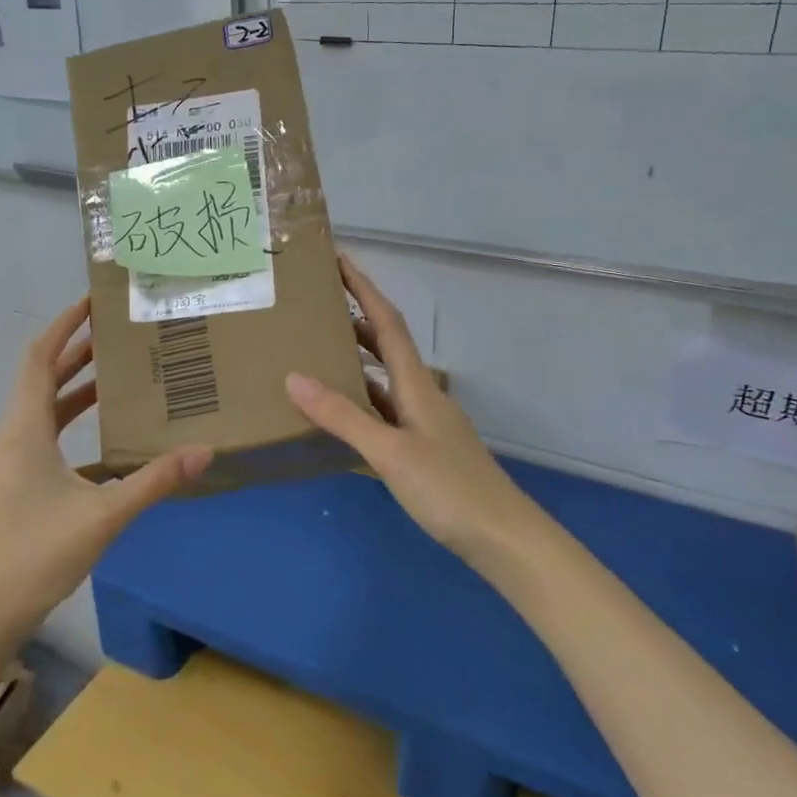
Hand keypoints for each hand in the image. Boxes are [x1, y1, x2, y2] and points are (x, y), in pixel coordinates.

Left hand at [0, 298, 212, 632]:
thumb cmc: (37, 554)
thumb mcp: (104, 515)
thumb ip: (154, 480)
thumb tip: (204, 451)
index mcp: (25, 430)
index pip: (39, 359)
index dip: (62, 326)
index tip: (91, 302)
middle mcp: (13, 435)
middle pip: (41, 377)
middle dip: (76, 351)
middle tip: (117, 333)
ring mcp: (11, 460)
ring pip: (43, 407)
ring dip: (75, 386)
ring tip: (116, 372)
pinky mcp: (16, 482)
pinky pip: (44, 434)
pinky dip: (71, 420)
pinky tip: (104, 435)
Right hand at [285, 255, 539, 570]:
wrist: (501, 537)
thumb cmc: (448, 489)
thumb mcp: (390, 452)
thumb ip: (343, 416)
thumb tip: (295, 377)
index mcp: (417, 384)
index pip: (388, 323)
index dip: (364, 289)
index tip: (339, 259)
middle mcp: (422, 394)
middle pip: (387, 344)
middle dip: (355, 319)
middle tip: (317, 306)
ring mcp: (425, 422)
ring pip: (385, 379)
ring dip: (357, 360)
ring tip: (318, 351)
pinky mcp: (424, 448)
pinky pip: (386, 411)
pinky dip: (362, 401)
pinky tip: (342, 413)